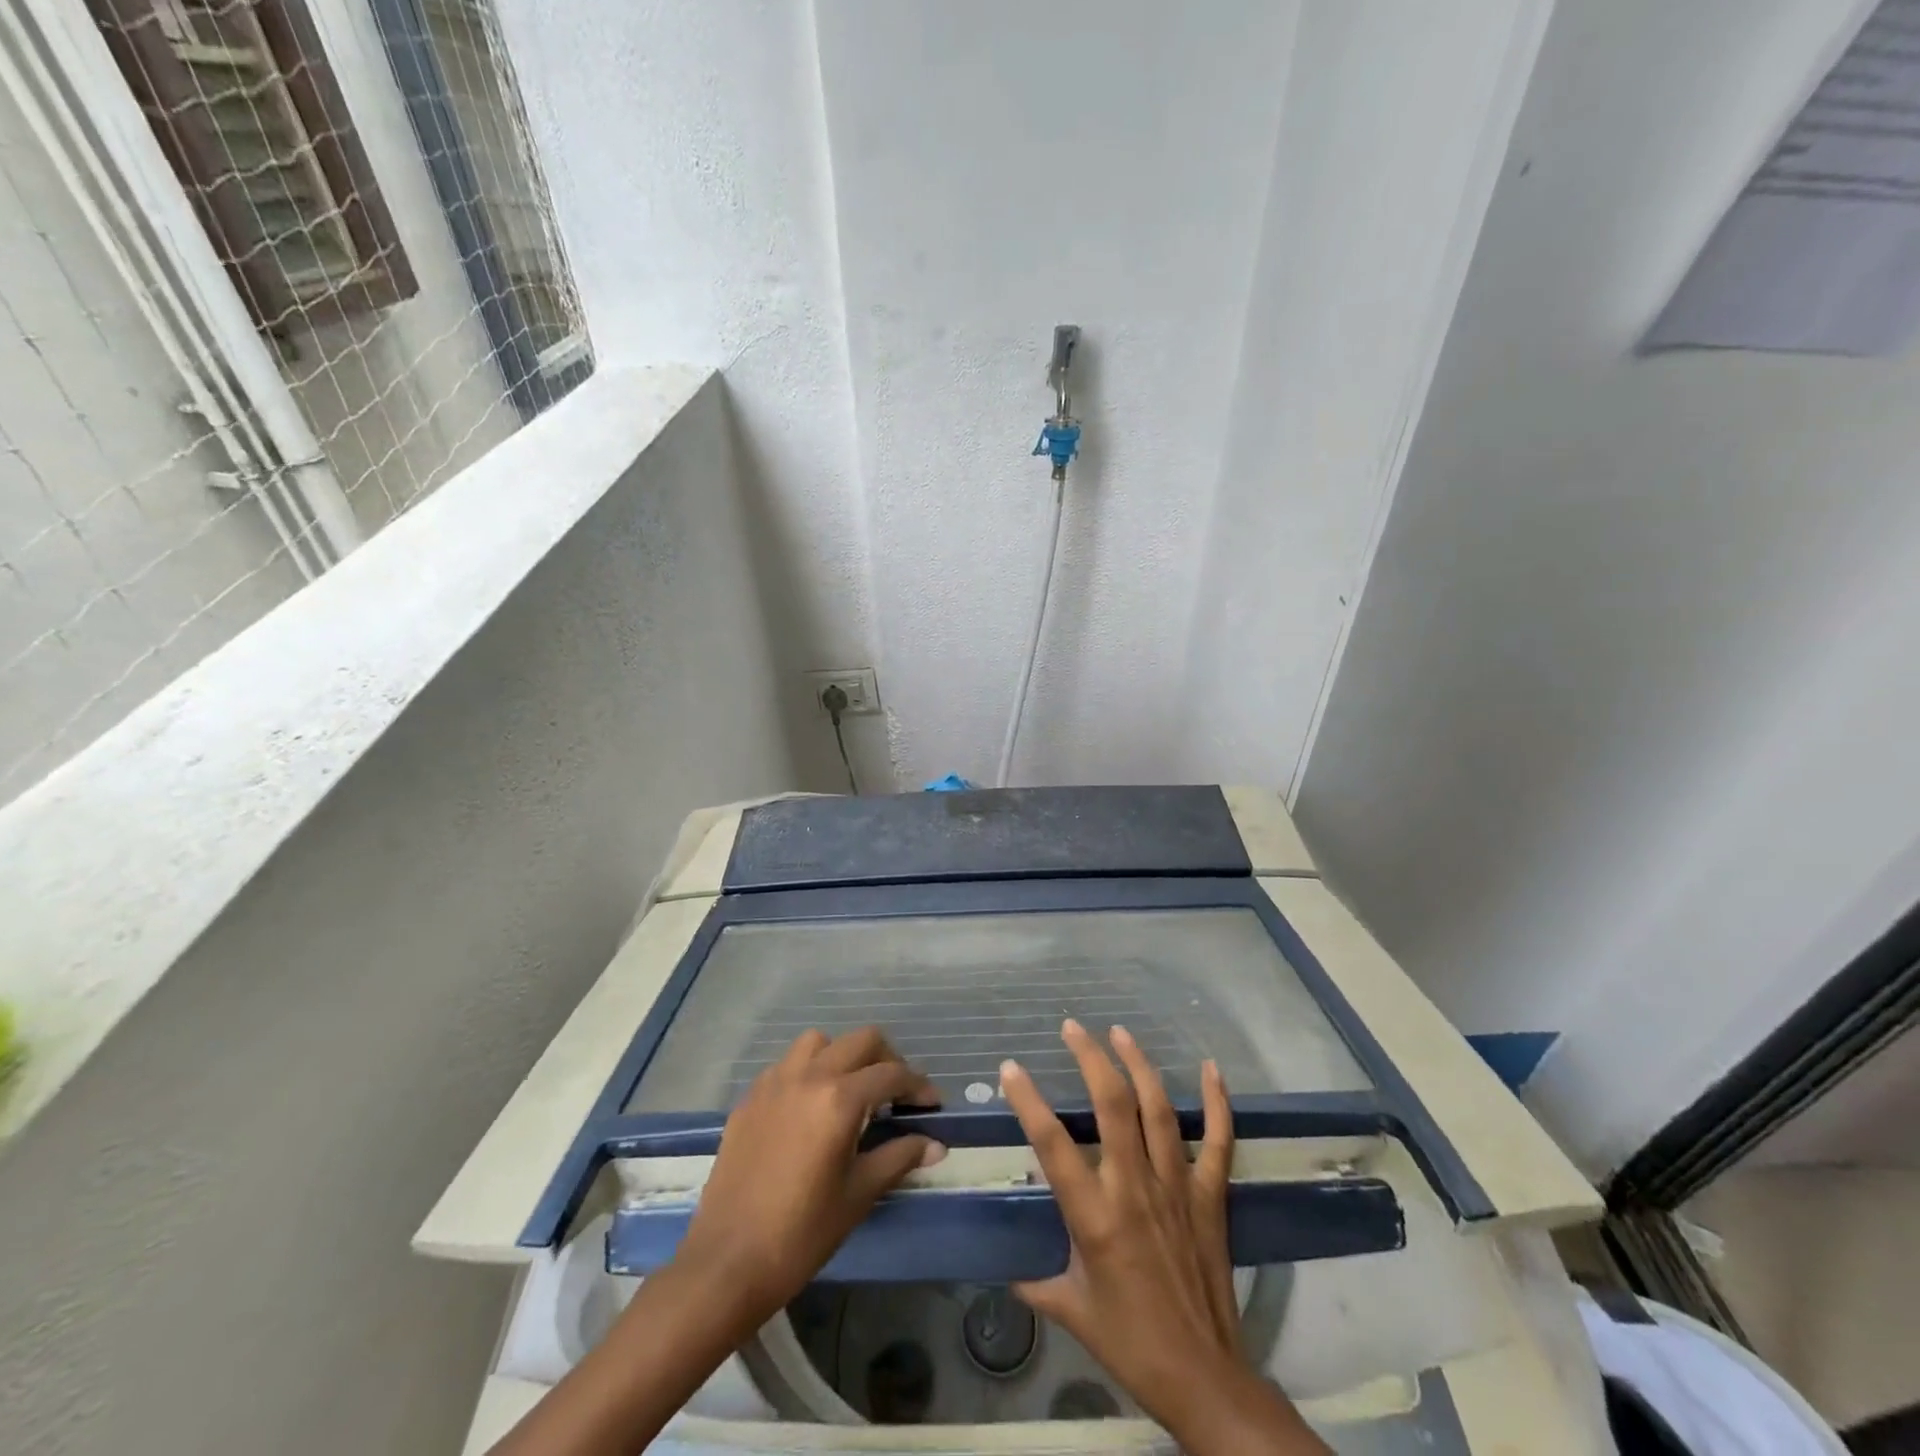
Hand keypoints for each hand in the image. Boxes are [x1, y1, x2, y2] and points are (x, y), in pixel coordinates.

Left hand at [678, 1027, 945, 1317]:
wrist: (726, 1263)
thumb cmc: (801, 1233)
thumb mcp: (859, 1195)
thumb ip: (899, 1157)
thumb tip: (936, 1145)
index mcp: (839, 1099)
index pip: (891, 1074)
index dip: (918, 1085)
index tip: (931, 1104)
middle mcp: (809, 1076)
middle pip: (860, 1040)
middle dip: (887, 1059)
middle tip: (897, 1093)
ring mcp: (775, 1082)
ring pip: (819, 1042)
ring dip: (843, 1056)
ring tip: (851, 1090)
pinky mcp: (750, 1098)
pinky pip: (787, 1064)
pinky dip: (809, 1071)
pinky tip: (811, 1107)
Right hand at [1002, 1020, 1328, 1453]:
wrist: (1204, 1379)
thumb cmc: (1130, 1344)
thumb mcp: (1071, 1310)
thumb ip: (1035, 1279)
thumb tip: (1007, 1264)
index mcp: (1095, 1216)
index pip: (1053, 1144)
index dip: (1029, 1100)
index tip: (1010, 1067)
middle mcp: (1135, 1188)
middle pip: (1113, 1105)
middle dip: (1091, 1058)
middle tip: (1072, 1027)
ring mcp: (1178, 1186)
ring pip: (1159, 1109)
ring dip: (1138, 1064)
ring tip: (1119, 1031)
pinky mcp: (1211, 1196)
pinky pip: (1219, 1139)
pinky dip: (1217, 1101)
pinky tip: (1210, 1067)